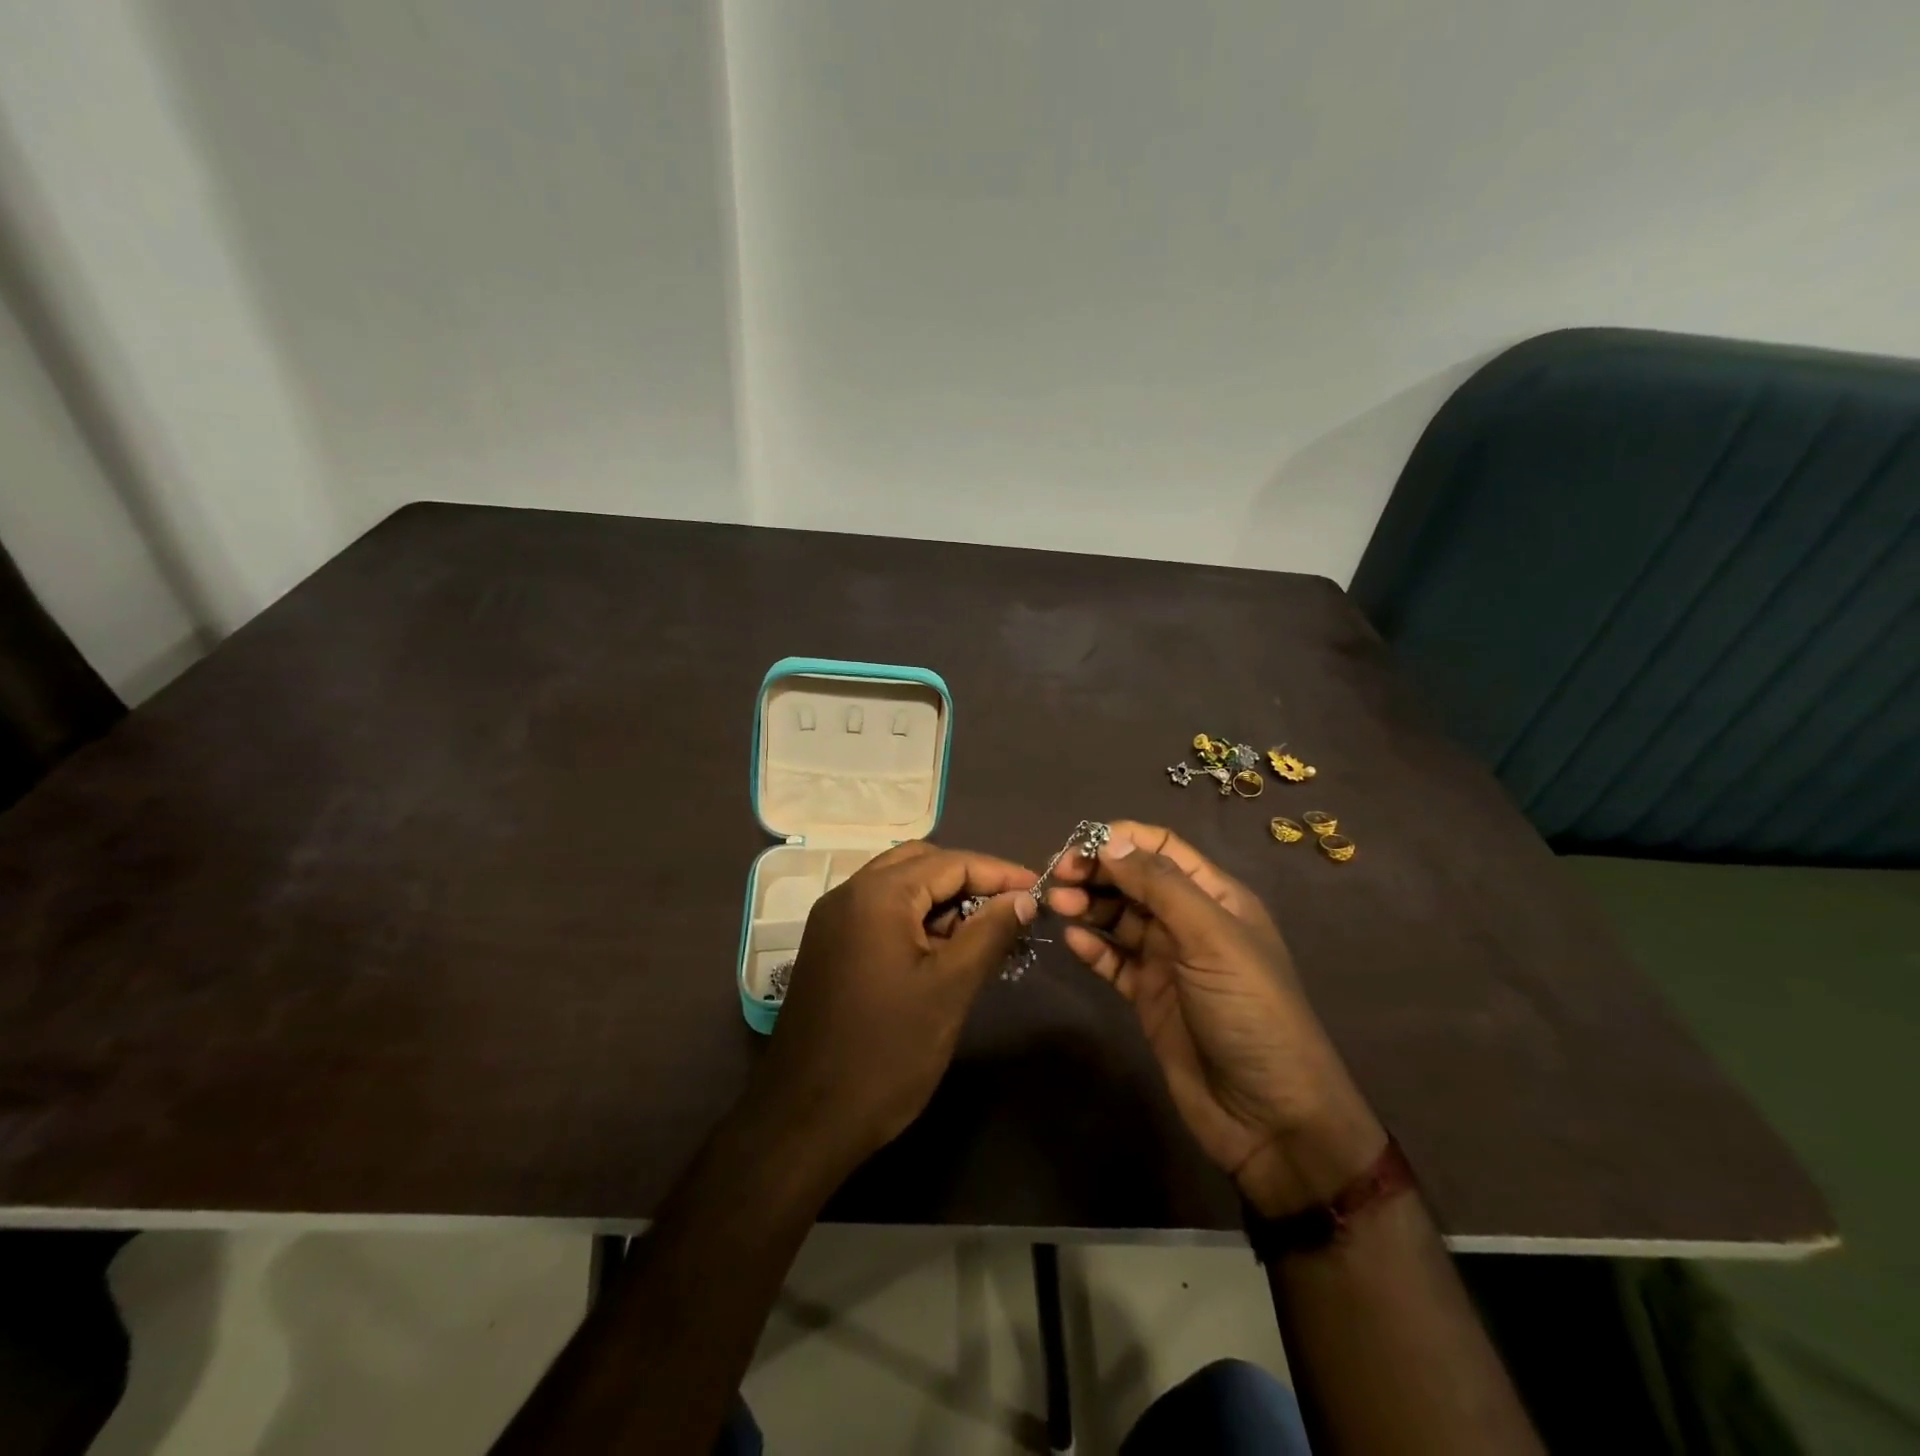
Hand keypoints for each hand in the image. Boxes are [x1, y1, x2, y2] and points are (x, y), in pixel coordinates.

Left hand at [751, 842, 1036, 1176]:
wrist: (806, 1120)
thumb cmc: (887, 1051)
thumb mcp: (950, 988)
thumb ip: (990, 933)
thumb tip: (1024, 897)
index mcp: (877, 894)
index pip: (950, 862)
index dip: (999, 873)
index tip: (1039, 890)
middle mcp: (848, 893)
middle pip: (920, 864)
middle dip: (969, 880)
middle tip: (1009, 909)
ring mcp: (833, 920)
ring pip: (899, 888)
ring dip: (943, 901)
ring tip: (984, 932)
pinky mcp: (829, 947)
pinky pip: (881, 914)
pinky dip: (916, 920)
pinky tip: (945, 950)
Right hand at [1047, 822, 1383, 1215]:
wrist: (1269, 1117)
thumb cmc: (1249, 1011)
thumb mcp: (1211, 937)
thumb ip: (1160, 885)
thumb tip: (1110, 841)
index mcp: (1215, 897)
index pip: (1162, 848)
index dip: (1120, 840)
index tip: (1078, 847)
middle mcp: (1189, 922)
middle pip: (1134, 880)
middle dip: (1096, 872)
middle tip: (1057, 879)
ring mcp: (1168, 961)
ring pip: (1119, 918)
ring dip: (1089, 906)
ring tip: (1058, 906)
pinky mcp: (1149, 997)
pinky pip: (1113, 961)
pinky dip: (1092, 948)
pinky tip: (1072, 942)